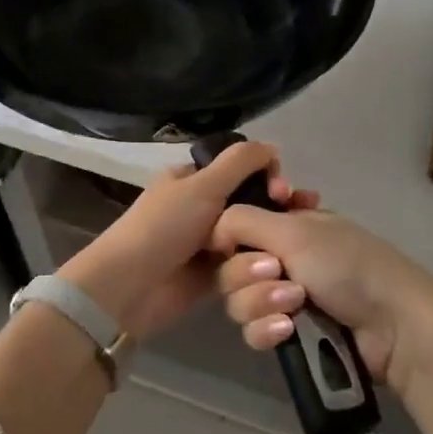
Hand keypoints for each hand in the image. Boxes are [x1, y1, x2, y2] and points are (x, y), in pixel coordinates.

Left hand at [58, 143, 318, 338]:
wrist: (131, 287)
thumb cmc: (164, 227)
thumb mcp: (201, 185)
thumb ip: (240, 162)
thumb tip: (273, 146)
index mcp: (191, 179)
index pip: (239, 168)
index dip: (266, 175)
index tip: (283, 190)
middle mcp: (199, 207)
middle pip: (249, 202)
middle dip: (277, 207)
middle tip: (302, 213)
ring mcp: (206, 244)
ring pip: (250, 235)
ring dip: (272, 237)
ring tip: (298, 242)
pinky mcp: (213, 276)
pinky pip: (244, 265)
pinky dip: (261, 264)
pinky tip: (285, 264)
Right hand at [210, 205, 432, 395]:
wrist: (394, 326)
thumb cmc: (347, 265)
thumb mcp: (295, 229)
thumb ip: (243, 220)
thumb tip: (212, 228)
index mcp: (288, 225)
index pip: (236, 227)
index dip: (231, 238)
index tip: (235, 243)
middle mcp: (283, 258)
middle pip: (231, 267)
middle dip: (249, 275)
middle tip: (279, 274)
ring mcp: (287, 298)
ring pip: (239, 302)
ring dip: (261, 303)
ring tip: (296, 306)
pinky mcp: (291, 335)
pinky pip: (255, 332)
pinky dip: (267, 330)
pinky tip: (288, 331)